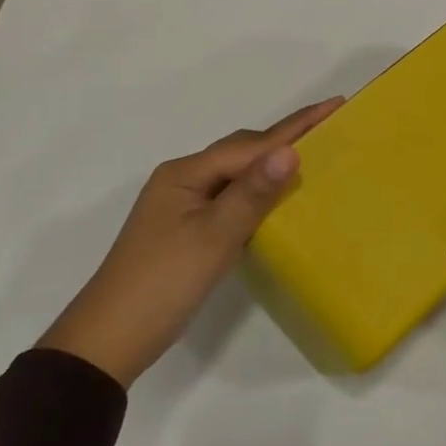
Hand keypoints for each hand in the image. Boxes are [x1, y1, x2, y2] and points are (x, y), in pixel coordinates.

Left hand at [37, 99, 342, 386]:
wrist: (109, 341)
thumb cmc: (163, 283)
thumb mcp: (214, 237)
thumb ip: (253, 193)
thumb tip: (291, 150)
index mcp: (186, 173)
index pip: (251, 144)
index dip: (296, 126)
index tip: (336, 104)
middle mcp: (183, 180)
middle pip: (242, 151)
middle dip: (285, 138)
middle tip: (330, 129)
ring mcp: (182, 205)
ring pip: (236, 173)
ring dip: (272, 163)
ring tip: (313, 156)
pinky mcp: (186, 228)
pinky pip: (231, 196)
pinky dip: (258, 191)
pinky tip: (277, 198)